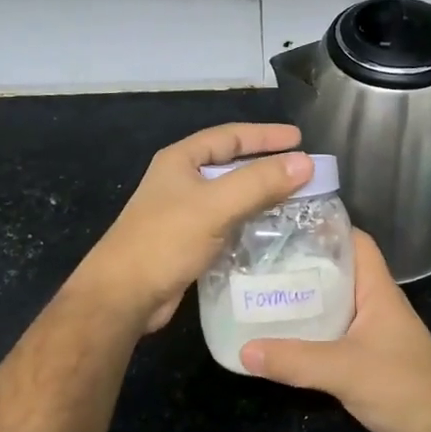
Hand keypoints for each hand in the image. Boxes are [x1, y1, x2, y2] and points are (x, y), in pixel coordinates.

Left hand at [73, 122, 312, 333]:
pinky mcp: (188, 243)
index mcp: (181, 161)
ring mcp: (183, 214)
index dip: (266, 136)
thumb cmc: (165, 241)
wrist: (124, 295)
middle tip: (304, 171)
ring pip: (231, 197)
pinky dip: (250, 223)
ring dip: (261, 197)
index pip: (230, 136)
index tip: (300, 139)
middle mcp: (181, 182)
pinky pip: (227, 224)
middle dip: (267, 166)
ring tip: (297, 201)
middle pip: (231, 165)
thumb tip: (306, 163)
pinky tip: (272, 232)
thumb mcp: (215, 206)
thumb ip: (259, 182)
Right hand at [241, 231, 430, 431]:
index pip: (355, 242)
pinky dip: (309, 334)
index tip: (285, 226)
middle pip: (337, 272)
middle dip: (302, 266)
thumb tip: (243, 349)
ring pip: (333, 306)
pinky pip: (332, 337)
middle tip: (258, 262)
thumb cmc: (403, 387)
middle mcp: (375, 305)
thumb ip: (295, 359)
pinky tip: (281, 339)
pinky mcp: (367, 360)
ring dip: (303, 302)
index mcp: (378, 291)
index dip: (325, 229)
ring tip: (260, 295)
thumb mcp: (344, 369)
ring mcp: (373, 333)